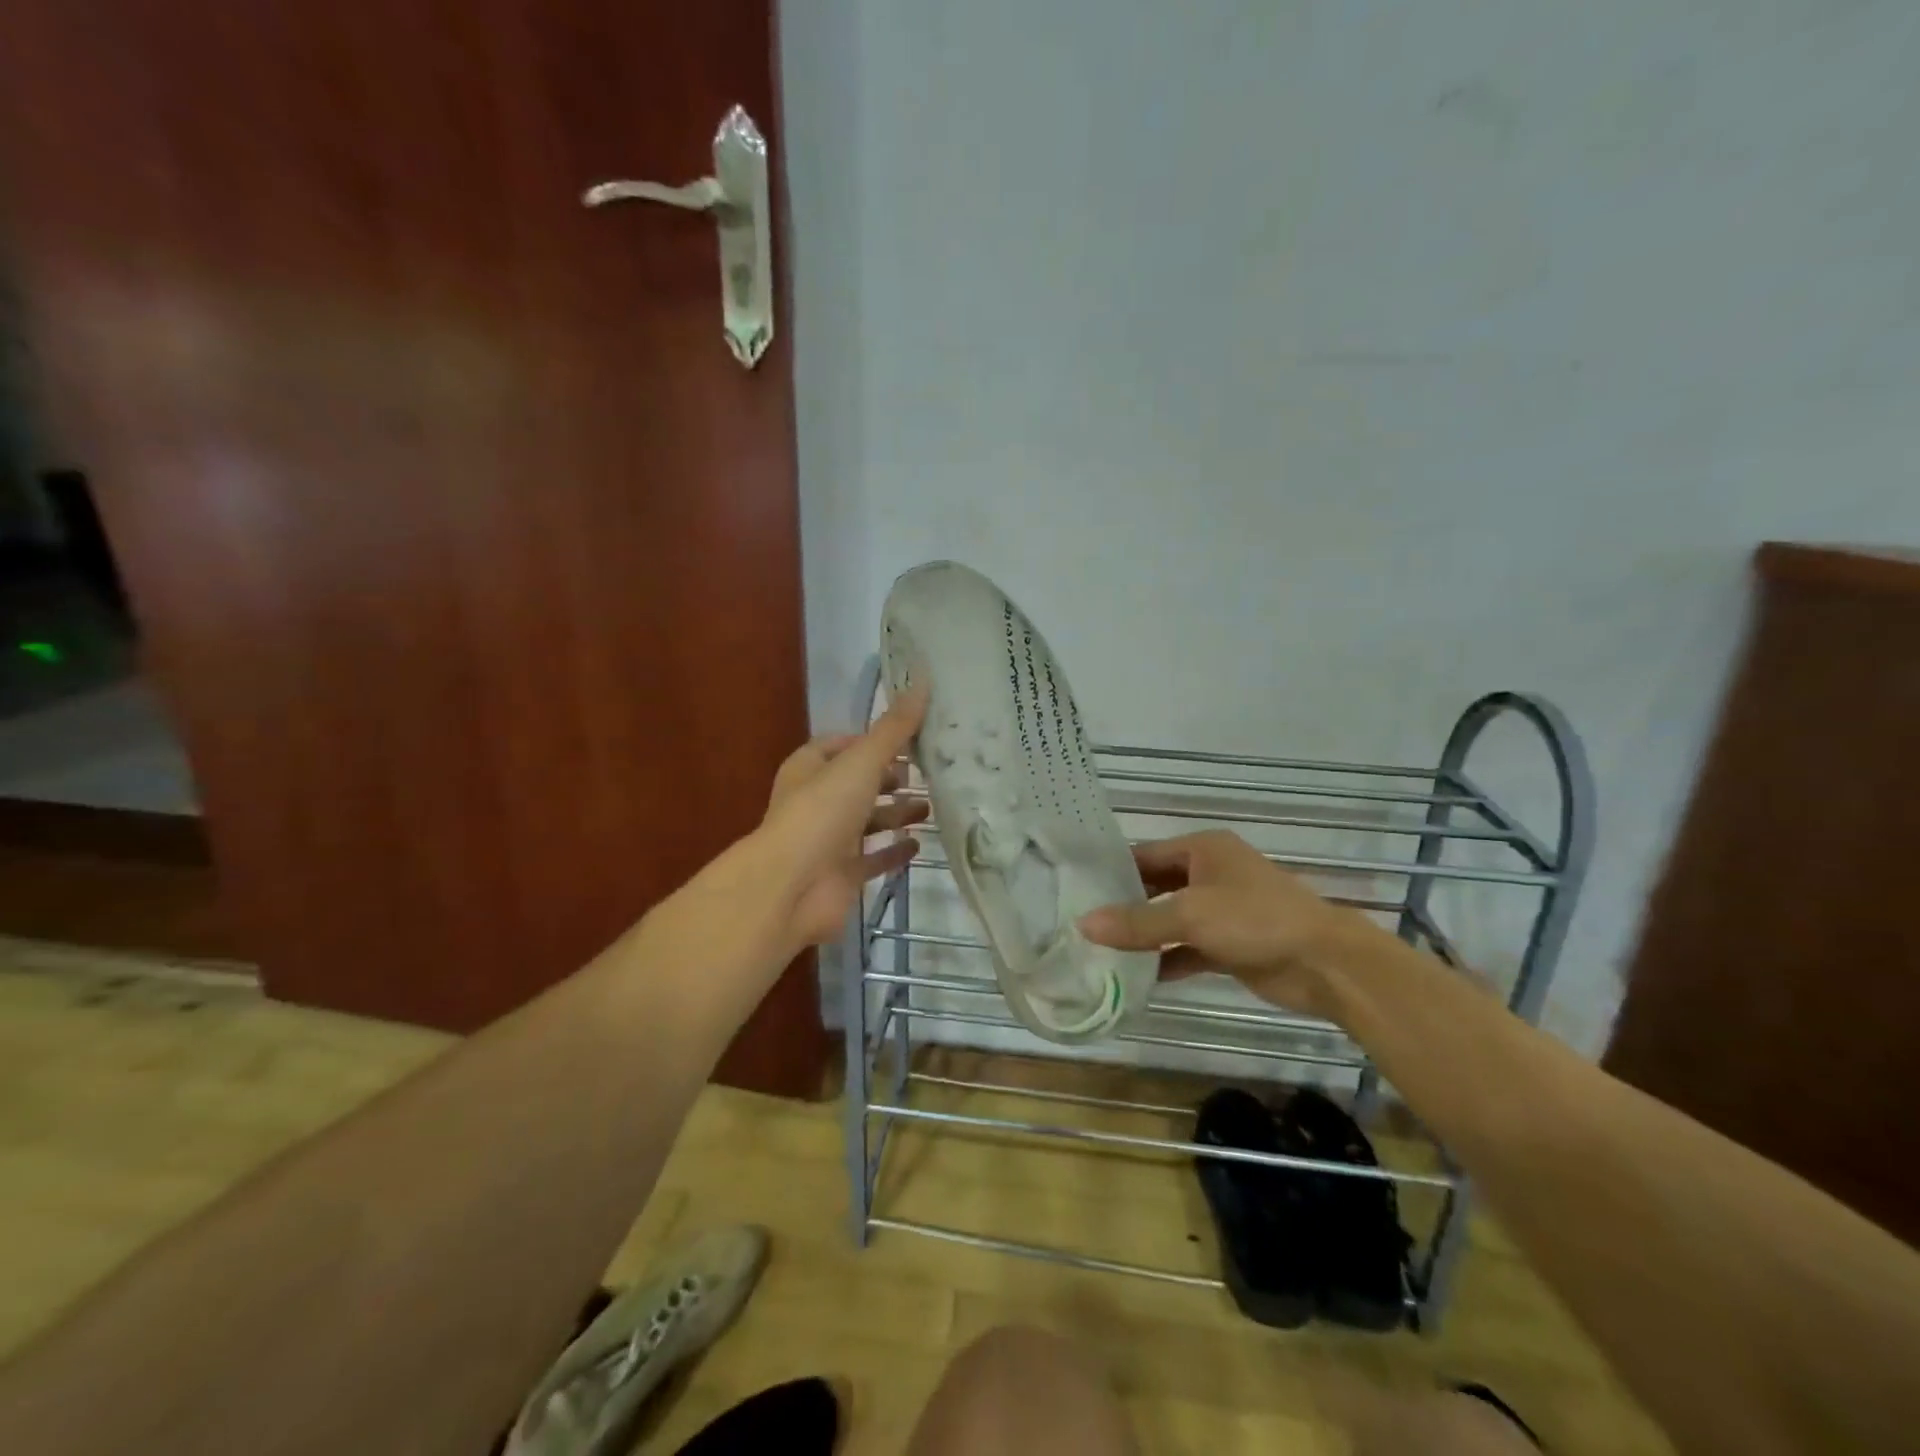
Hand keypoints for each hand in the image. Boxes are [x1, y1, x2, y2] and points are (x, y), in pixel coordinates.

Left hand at [751, 685, 930, 951]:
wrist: (792, 887)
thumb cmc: (822, 812)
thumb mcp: (862, 761)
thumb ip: (894, 728)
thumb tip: (923, 680)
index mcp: (810, 768)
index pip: (842, 745)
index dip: (873, 740)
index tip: (909, 737)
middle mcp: (817, 801)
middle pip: (858, 783)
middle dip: (890, 778)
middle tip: (928, 771)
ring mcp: (829, 841)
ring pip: (868, 821)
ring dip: (896, 813)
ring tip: (933, 806)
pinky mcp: (842, 875)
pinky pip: (873, 858)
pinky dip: (894, 850)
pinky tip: (919, 844)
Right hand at [1077, 830, 1351, 1015]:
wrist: (1325, 964)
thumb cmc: (1256, 920)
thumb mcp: (1191, 915)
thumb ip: (1137, 923)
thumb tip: (1083, 924)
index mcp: (1202, 850)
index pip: (1145, 855)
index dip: (1111, 871)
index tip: (1074, 888)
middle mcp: (1209, 874)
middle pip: (1155, 888)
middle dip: (1122, 906)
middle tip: (1079, 923)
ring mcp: (1220, 911)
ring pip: (1169, 921)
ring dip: (1142, 937)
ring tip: (1097, 951)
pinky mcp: (1228, 946)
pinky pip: (1186, 949)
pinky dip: (1165, 961)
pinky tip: (1135, 978)